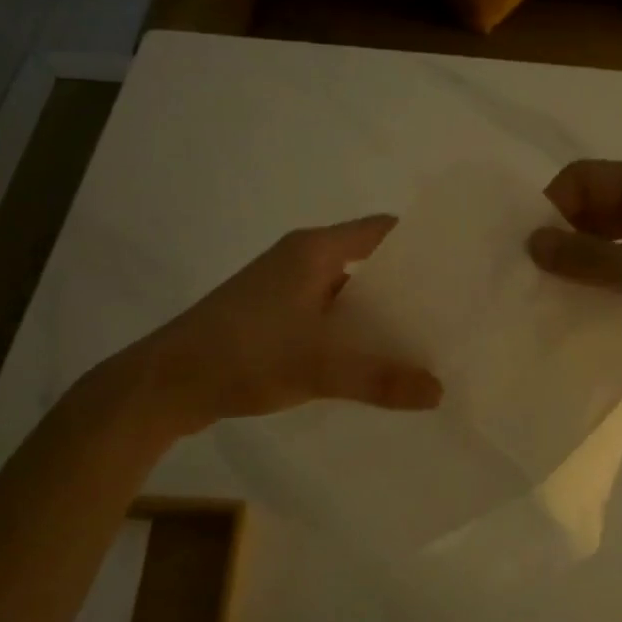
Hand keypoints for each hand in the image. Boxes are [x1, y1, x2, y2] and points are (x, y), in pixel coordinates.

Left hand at [100, 216, 443, 434]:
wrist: (165, 383)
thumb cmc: (245, 354)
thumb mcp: (319, 367)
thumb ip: (380, 378)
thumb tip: (439, 391)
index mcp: (313, 251)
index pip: (381, 231)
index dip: (419, 244)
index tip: (456, 269)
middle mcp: (299, 261)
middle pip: (366, 263)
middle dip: (404, 288)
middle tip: (446, 315)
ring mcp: (282, 290)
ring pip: (344, 295)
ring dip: (375, 316)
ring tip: (419, 343)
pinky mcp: (270, 319)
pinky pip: (323, 318)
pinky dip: (348, 335)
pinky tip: (370, 365)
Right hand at [527, 160, 621, 387]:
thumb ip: (592, 259)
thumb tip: (532, 241)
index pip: (581, 179)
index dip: (552, 209)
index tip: (532, 255)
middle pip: (592, 205)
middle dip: (562, 236)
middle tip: (533, 281)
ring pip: (608, 236)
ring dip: (582, 261)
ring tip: (553, 298)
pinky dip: (606, 279)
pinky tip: (588, 309)